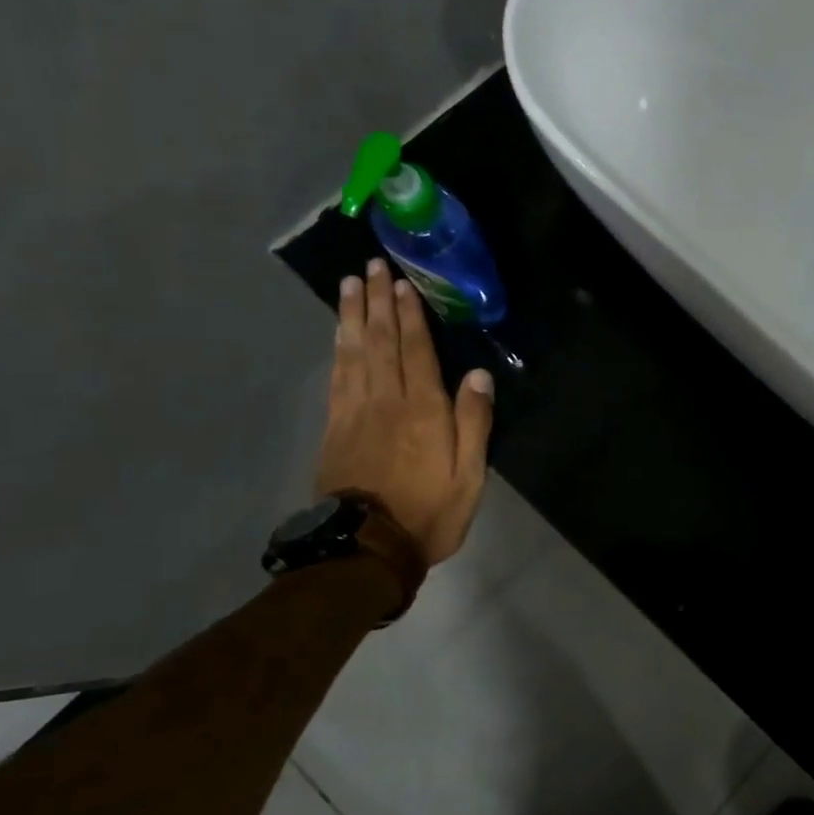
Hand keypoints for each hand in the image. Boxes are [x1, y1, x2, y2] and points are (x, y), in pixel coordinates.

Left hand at [317, 259, 494, 565]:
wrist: (367, 548)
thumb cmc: (429, 513)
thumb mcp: (469, 476)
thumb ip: (474, 423)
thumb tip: (478, 375)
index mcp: (423, 410)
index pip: (417, 351)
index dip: (411, 316)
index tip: (403, 284)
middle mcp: (386, 400)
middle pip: (381, 341)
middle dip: (378, 302)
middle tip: (373, 267)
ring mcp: (355, 412)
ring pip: (354, 352)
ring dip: (353, 315)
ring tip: (351, 284)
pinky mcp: (335, 427)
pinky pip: (337, 376)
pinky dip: (337, 348)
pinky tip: (338, 332)